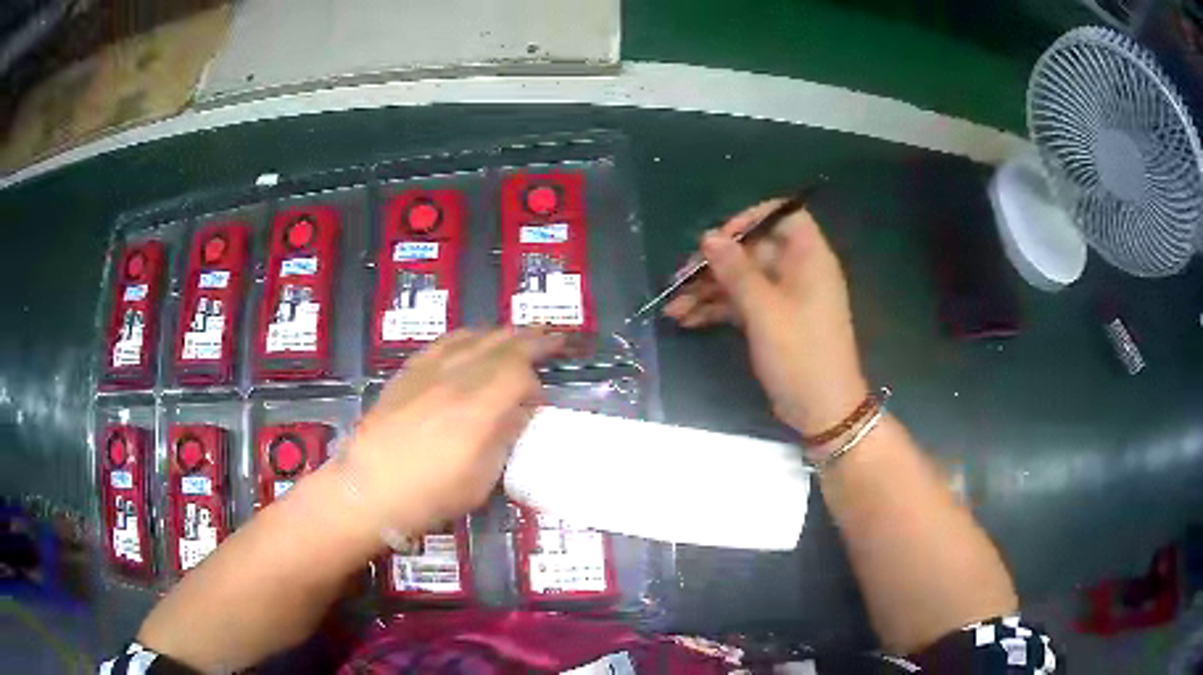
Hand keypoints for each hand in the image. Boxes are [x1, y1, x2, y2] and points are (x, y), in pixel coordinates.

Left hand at [336, 328, 561, 535]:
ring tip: (517, 337)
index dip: (536, 383)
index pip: (519, 372)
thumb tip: (519, 414)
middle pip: (500, 345)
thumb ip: (504, 440)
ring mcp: (429, 371)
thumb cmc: (429, 495)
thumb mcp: (480, 480)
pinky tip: (471, 341)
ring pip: (473, 337)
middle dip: (531, 340)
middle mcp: (456, 379)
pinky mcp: (408, 372)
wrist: (368, 489)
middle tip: (552, 340)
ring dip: (501, 335)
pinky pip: (443, 342)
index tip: (538, 402)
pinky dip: (466, 337)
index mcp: (478, 409)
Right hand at [665, 201, 867, 438]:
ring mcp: (784, 298)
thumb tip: (709, 236)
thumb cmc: (801, 354)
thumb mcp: (765, 310)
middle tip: (679, 278)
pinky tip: (686, 320)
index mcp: (808, 258)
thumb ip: (736, 270)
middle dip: (715, 263)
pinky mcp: (772, 322)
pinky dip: (717, 310)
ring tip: (673, 308)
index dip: (750, 219)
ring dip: (708, 290)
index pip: (783, 215)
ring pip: (742, 279)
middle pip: (752, 250)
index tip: (719, 238)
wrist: (822, 411)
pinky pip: (741, 304)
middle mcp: (797, 271)